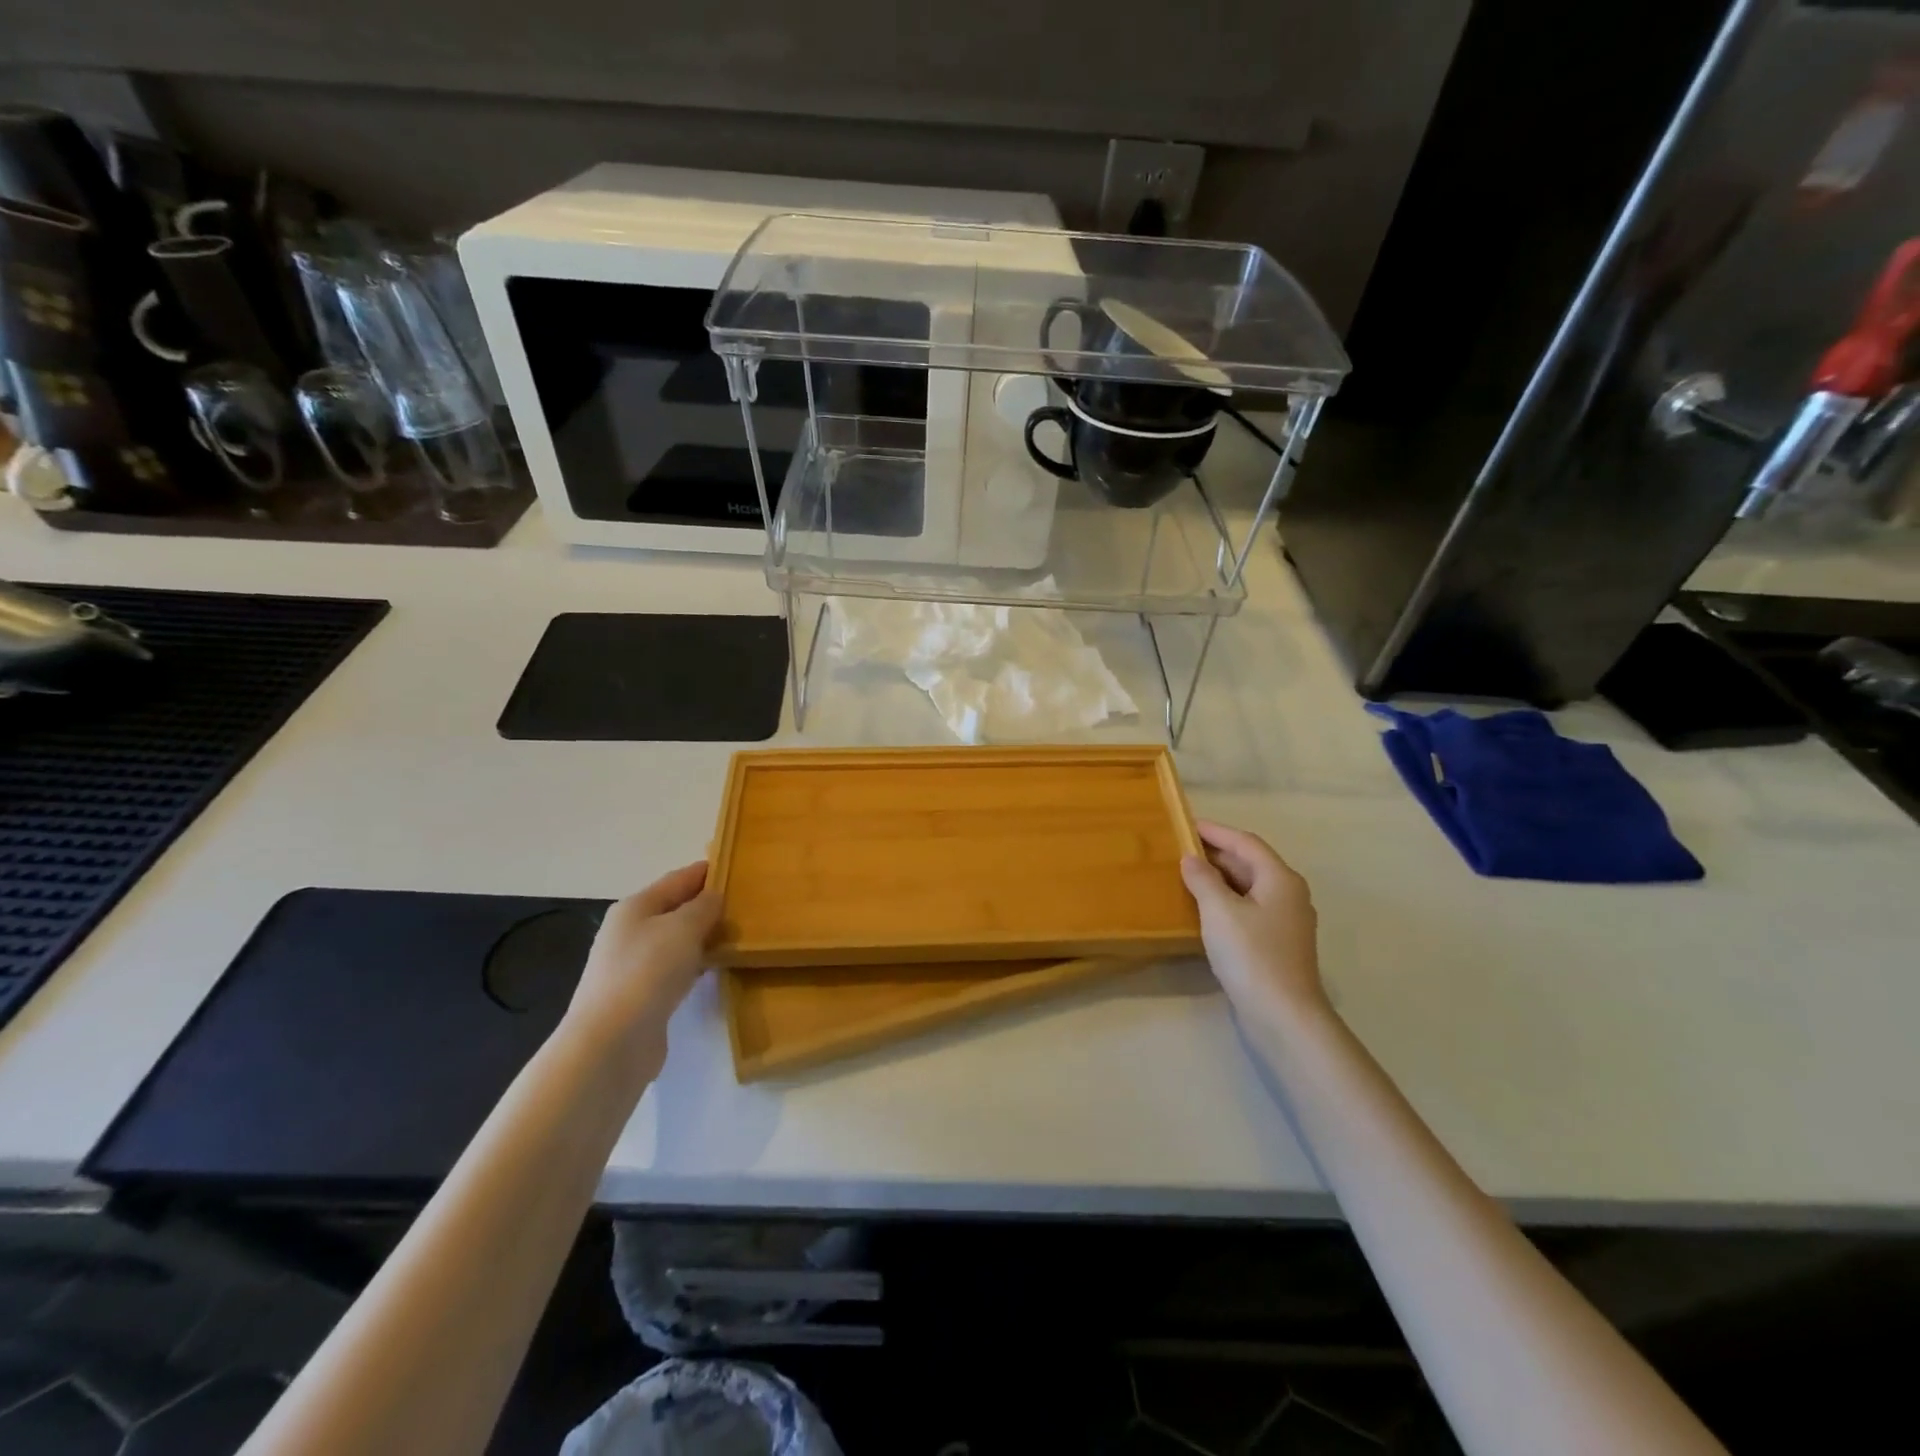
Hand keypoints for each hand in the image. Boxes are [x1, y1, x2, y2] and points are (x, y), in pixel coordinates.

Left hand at [564, 862, 721, 1069]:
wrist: (611, 1043)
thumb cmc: (647, 972)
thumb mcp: (682, 928)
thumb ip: (703, 907)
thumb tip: (714, 897)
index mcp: (635, 907)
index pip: (677, 879)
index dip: (706, 872)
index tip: (737, 867)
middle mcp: (630, 932)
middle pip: (675, 910)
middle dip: (706, 905)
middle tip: (746, 904)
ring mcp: (633, 966)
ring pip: (676, 941)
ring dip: (703, 936)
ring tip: (738, 933)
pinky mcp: (642, 997)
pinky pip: (676, 969)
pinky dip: (696, 963)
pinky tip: (715, 967)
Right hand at [1180, 821, 1327, 1026]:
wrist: (1283, 1016)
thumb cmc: (1252, 955)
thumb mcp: (1219, 911)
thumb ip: (1203, 879)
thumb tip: (1191, 859)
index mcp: (1280, 879)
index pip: (1246, 842)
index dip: (1216, 831)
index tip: (1186, 824)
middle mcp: (1289, 894)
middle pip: (1250, 863)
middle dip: (1216, 854)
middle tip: (1180, 849)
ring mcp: (1286, 922)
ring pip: (1249, 888)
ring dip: (1220, 879)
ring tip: (1186, 875)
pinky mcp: (1277, 945)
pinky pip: (1248, 909)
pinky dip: (1226, 901)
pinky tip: (1204, 910)